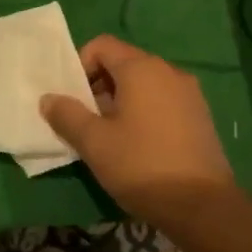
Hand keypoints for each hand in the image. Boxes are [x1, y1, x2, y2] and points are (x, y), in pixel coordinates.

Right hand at [39, 34, 235, 226]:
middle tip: (86, 120)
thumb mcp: (94, 142)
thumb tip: (49, 99)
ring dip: (120, 101)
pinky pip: (162, 100)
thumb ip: (67, 115)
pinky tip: (137, 145)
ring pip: (144, 84)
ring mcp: (189, 93)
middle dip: (98, 85)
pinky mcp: (200, 115)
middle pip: (123, 63)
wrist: (202, 205)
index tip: (73, 98)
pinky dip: (144, 111)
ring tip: (109, 136)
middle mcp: (168, 71)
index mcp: (142, 68)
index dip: (80, 65)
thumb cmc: (141, 165)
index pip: (102, 45)